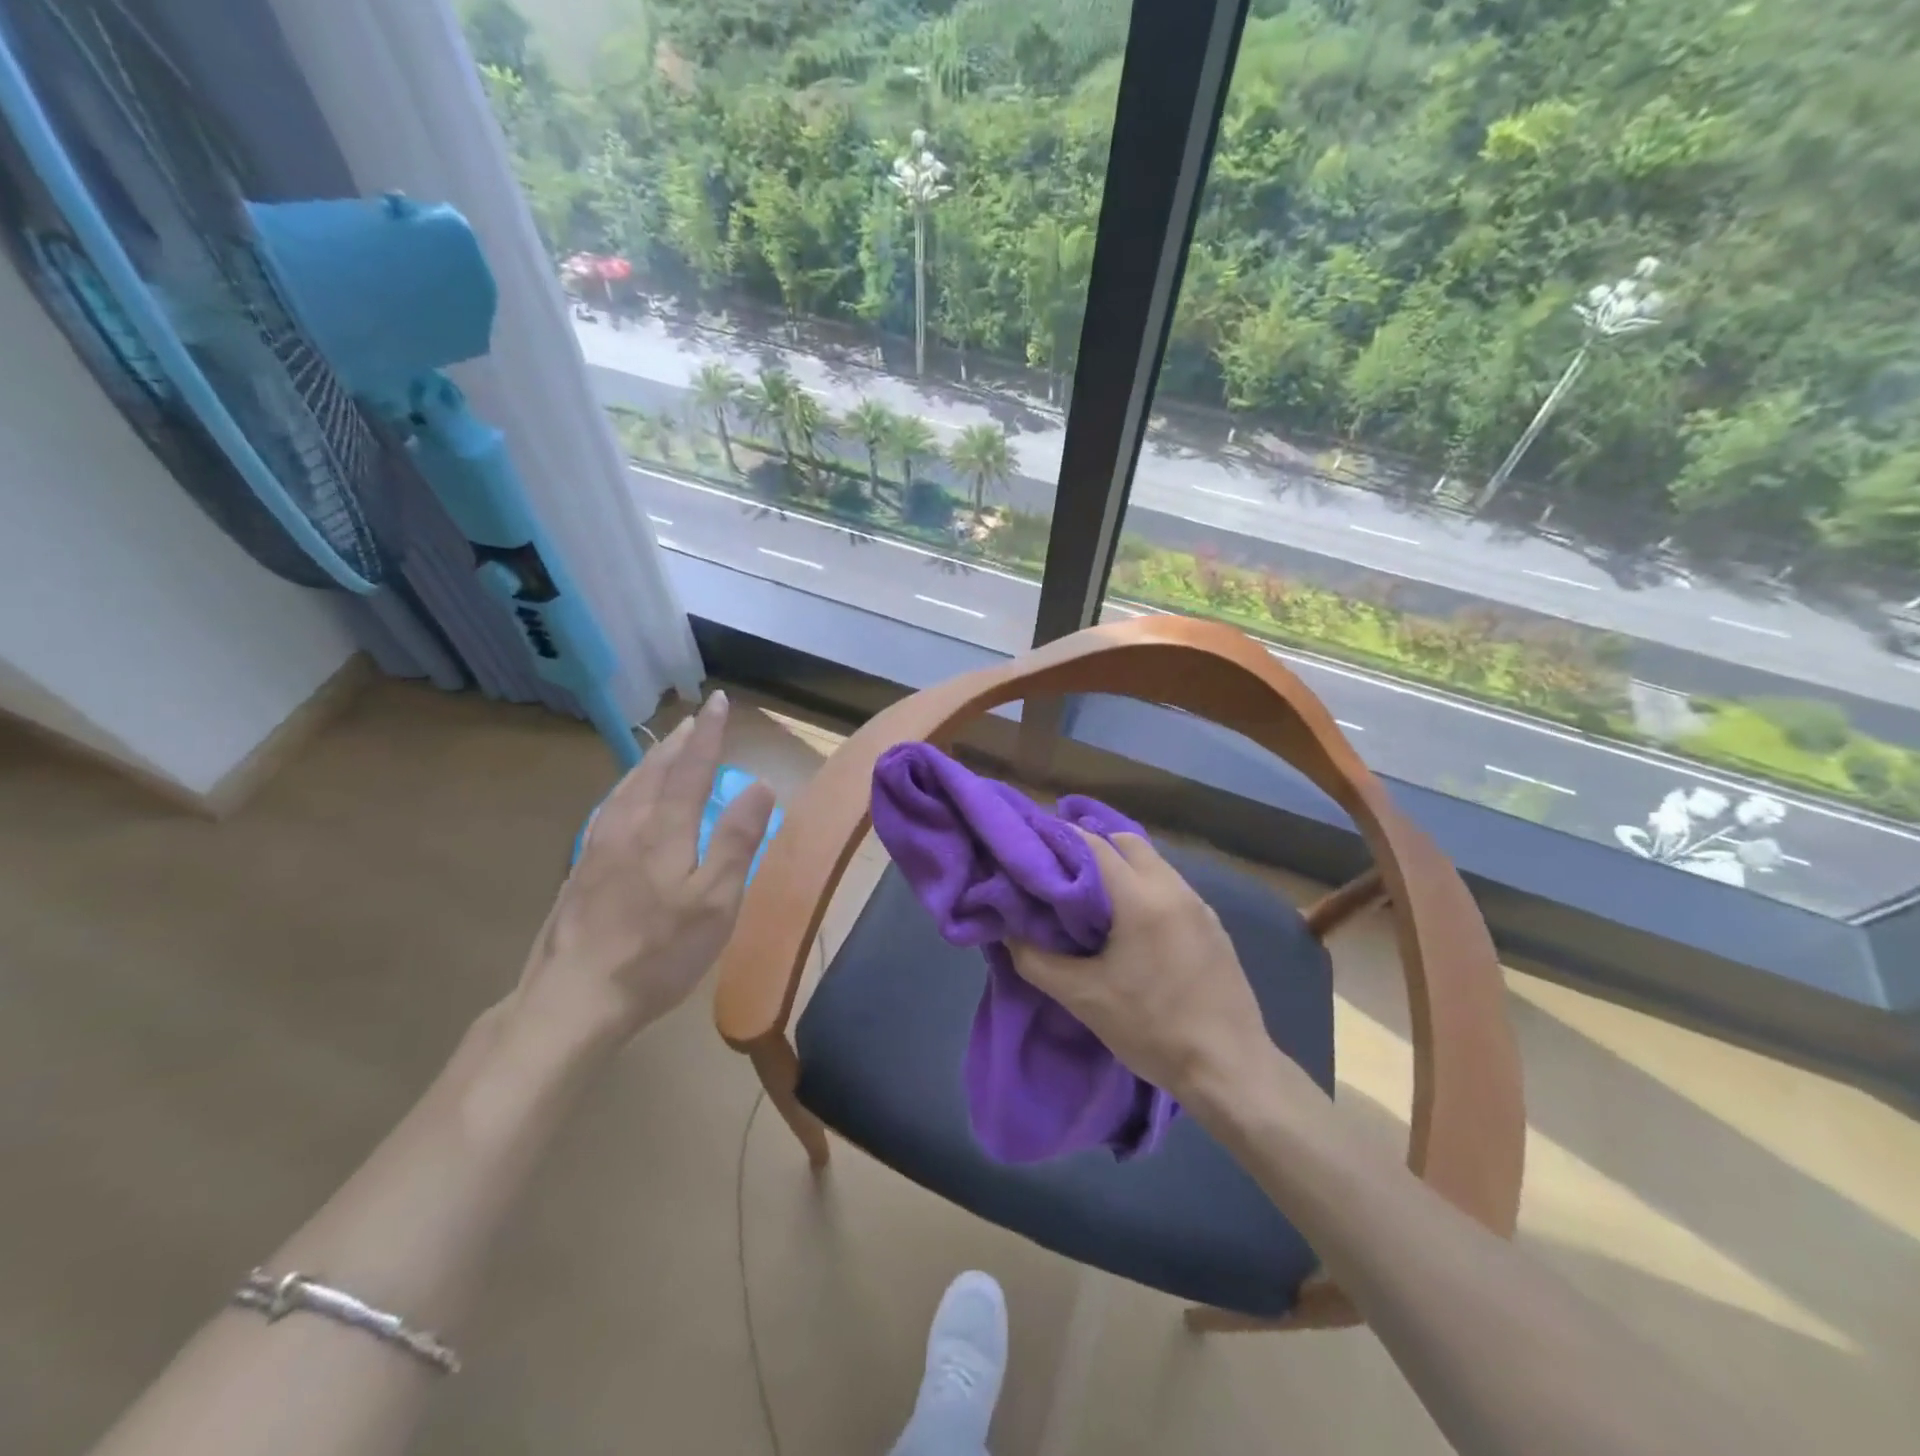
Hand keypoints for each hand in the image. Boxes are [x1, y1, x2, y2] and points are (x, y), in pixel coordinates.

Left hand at [508, 691, 776, 1051]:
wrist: (574, 999)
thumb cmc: (658, 952)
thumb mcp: (715, 901)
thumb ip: (737, 840)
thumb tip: (760, 784)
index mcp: (664, 829)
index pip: (691, 767)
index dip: (709, 733)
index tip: (720, 700)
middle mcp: (627, 826)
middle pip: (654, 770)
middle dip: (678, 741)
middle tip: (694, 719)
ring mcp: (596, 847)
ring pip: (626, 787)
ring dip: (649, 760)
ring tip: (663, 748)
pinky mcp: (579, 870)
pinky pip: (608, 809)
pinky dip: (626, 788)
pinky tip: (624, 801)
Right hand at [1007, 833, 1293, 1110]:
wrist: (1230, 1069)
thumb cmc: (1152, 1029)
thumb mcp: (1083, 998)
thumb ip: (1037, 960)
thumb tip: (1009, 932)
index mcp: (1141, 898)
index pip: (1093, 845)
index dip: (1059, 840)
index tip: (1033, 848)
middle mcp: (1173, 888)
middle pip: (1126, 843)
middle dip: (1091, 847)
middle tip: (1060, 870)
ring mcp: (1199, 904)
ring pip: (1152, 862)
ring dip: (1120, 867)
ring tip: (1091, 895)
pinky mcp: (1212, 924)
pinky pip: (1170, 886)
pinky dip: (1144, 887)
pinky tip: (1130, 922)